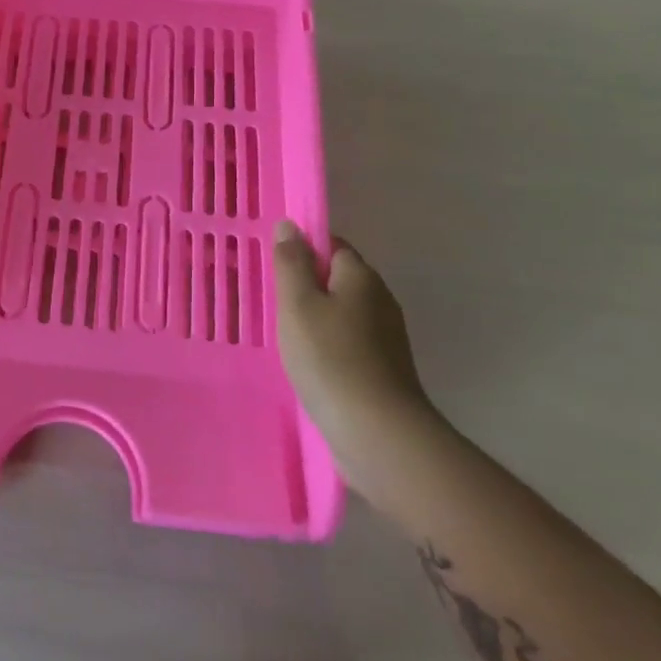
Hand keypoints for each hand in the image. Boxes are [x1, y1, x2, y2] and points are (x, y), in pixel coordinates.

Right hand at [274, 221, 437, 467]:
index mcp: (361, 276)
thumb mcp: (297, 304)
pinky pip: (350, 346)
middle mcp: (380, 300)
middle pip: (338, 280)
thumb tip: (290, 225)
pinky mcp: (385, 371)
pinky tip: (310, 367)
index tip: (275, 271)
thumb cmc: (330, 359)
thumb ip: (292, 263)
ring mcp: (387, 338)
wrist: (379, 435)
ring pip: (343, 315)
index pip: (332, 246)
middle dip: (308, 288)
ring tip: (286, 339)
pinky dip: (329, 350)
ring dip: (317, 321)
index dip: (303, 252)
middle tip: (274, 305)